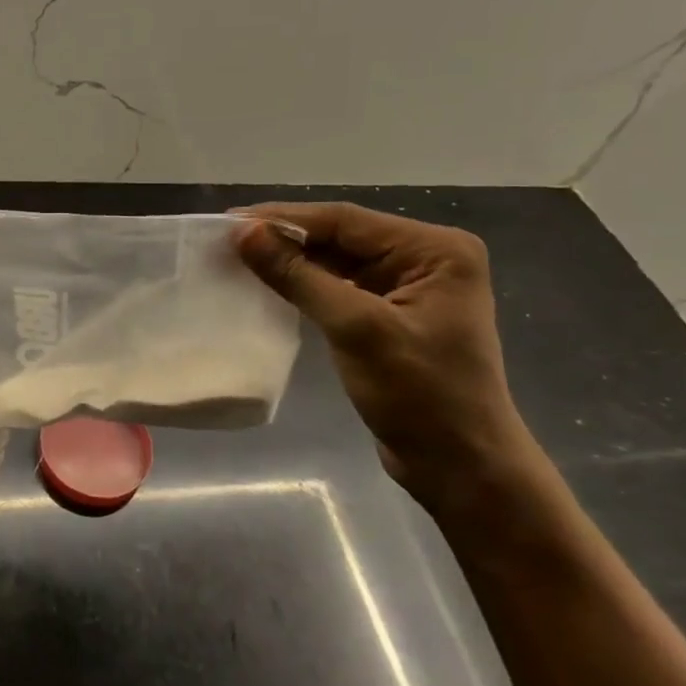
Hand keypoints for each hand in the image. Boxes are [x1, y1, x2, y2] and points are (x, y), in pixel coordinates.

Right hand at [236, 202, 539, 514]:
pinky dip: (304, 284)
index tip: (229, 222)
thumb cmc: (420, 395)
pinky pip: (340, 286)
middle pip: (341, 236)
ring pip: (337, 261)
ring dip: (291, 260)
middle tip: (225, 239)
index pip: (346, 221)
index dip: (284, 219)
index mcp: (435, 249)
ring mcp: (410, 287)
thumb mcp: (356, 329)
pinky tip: (269, 283)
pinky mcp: (392, 314)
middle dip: (284, 238)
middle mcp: (426, 258)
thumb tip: (244, 233)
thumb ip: (299, 276)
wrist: (460, 466)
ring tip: (237, 256)